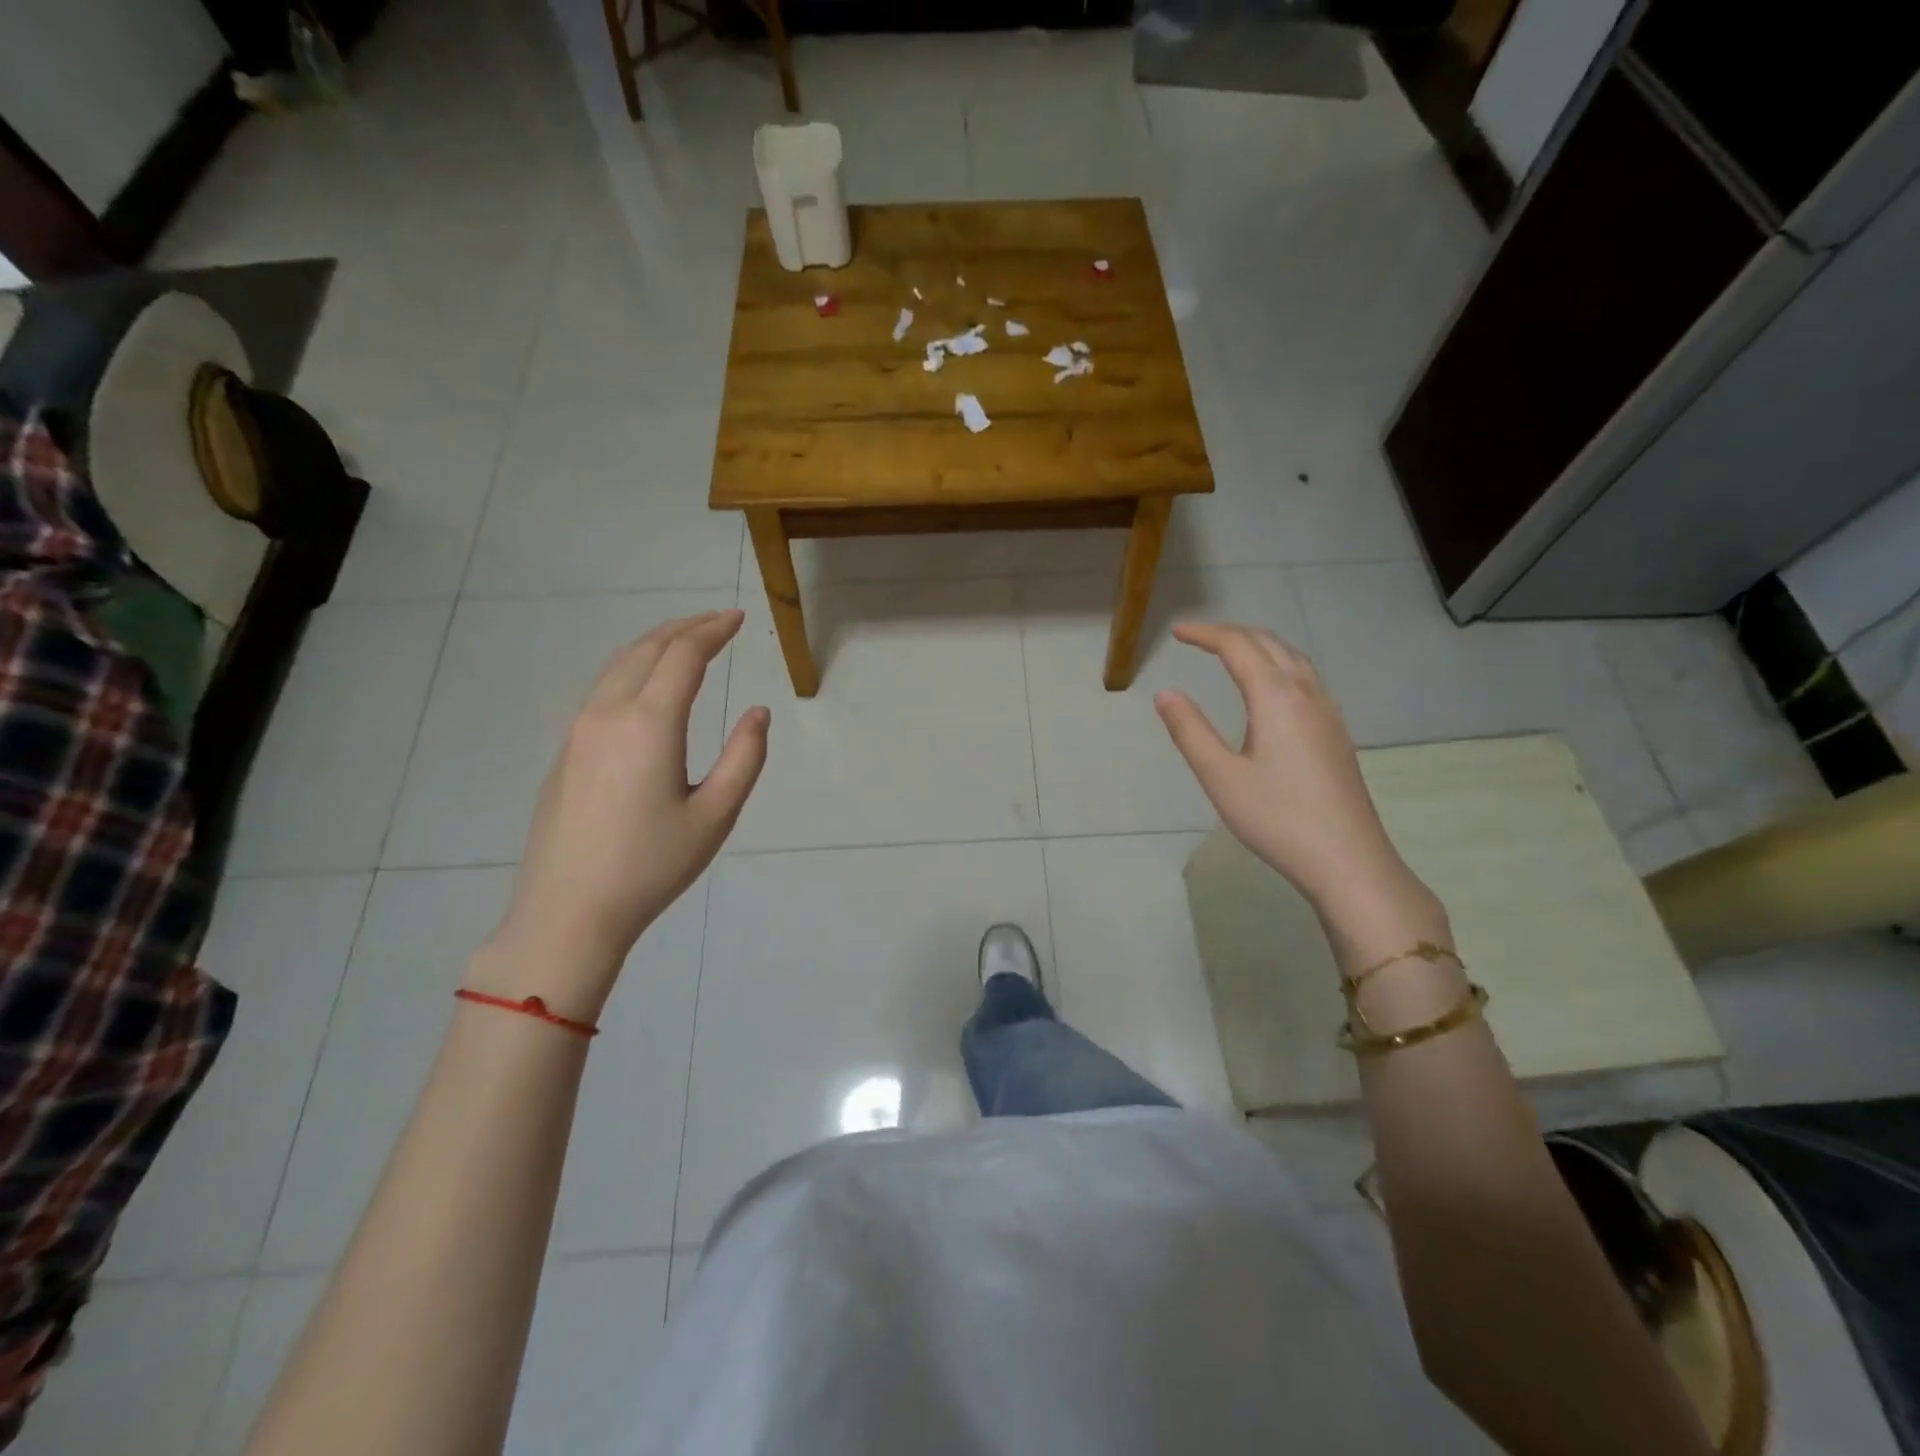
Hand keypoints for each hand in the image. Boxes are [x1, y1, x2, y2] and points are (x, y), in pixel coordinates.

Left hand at [474, 611, 768, 1020]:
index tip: (736, 618)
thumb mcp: (716, 815)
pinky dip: (633, 668)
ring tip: (685, 641)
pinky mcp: (566, 750)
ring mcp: (579, 730)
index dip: (712, 631)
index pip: (683, 655)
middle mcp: (609, 713)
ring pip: (618, 665)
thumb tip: (758, 713)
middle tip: (717, 621)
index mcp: (650, 724)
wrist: (568, 910)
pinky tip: (647, 684)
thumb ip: (744, 757)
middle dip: (685, 627)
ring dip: (655, 644)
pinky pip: (603, 689)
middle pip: (647, 649)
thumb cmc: (651, 865)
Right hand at [1155, 623, 1437, 937]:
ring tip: (1230, 652)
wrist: (1348, 859)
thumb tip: (1165, 693)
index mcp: (1276, 698)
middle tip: (1198, 638)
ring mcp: (1328, 712)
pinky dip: (1278, 664)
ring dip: (1259, 645)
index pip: (1238, 647)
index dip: (1206, 634)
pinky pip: (1306, 677)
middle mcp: (1307, 693)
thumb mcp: (1220, 776)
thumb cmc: (1277, 818)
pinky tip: (1269, 688)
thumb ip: (1190, 731)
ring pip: (1293, 658)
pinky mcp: (1336, 732)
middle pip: (1269, 644)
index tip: (1177, 632)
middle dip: (1232, 633)